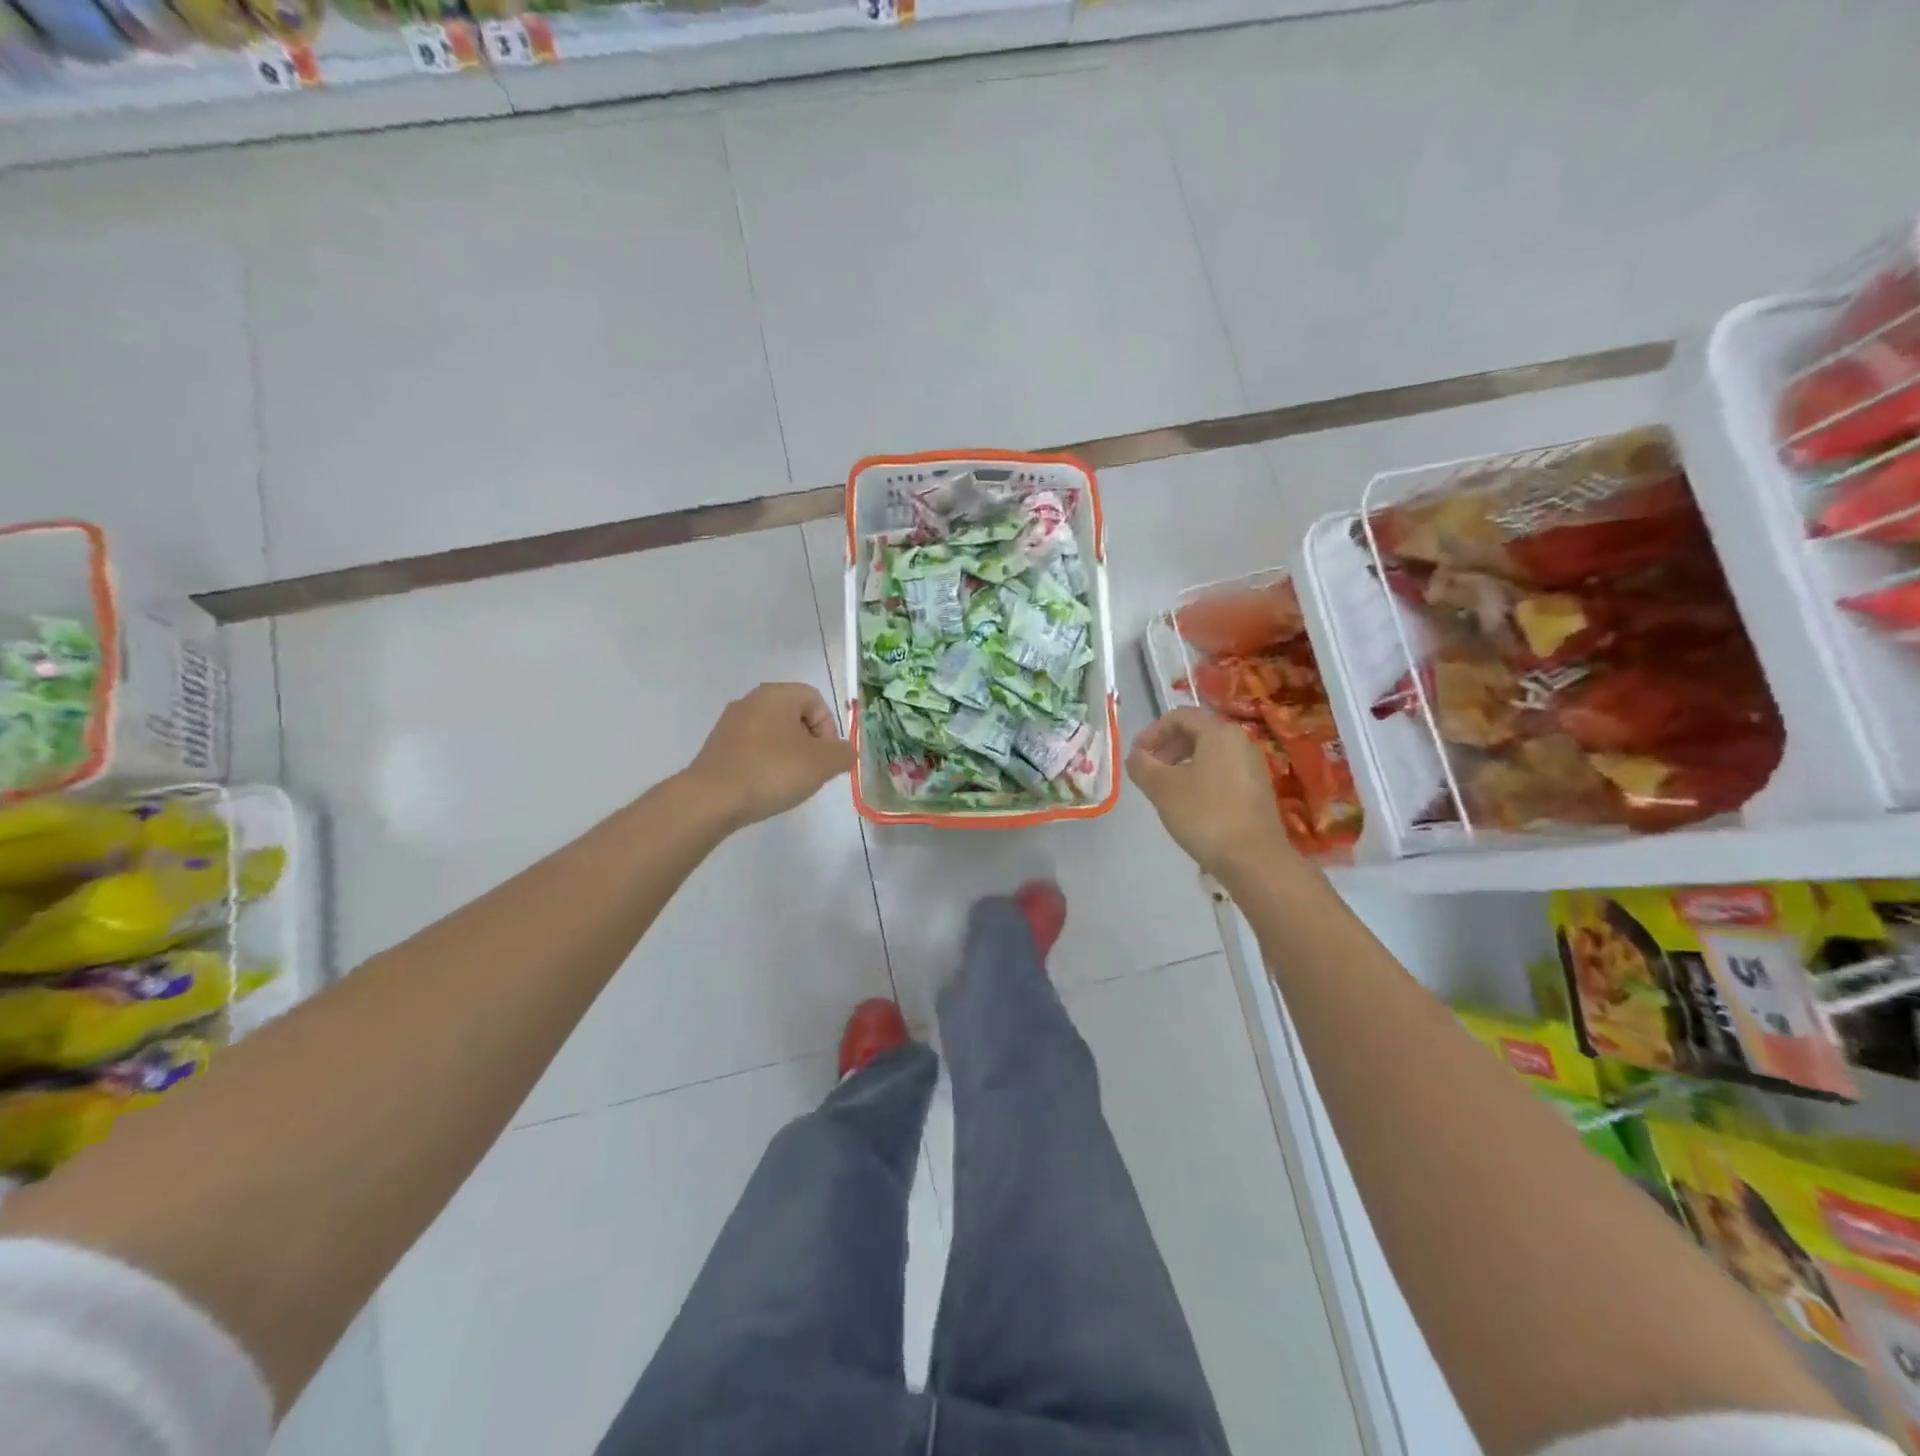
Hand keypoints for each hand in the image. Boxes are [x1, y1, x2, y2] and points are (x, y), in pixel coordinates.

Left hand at [686, 683, 854, 829]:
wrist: (712, 798)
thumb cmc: (773, 771)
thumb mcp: (823, 764)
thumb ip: (843, 754)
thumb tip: (844, 752)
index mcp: (778, 694)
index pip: (817, 701)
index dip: (829, 729)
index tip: (826, 758)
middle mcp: (752, 700)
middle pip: (795, 716)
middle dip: (809, 743)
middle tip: (811, 771)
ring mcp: (731, 722)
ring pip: (774, 733)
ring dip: (788, 754)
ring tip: (788, 782)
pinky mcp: (718, 745)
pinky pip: (753, 748)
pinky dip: (765, 763)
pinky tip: (765, 786)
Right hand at [1126, 708, 1295, 879]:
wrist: (1253, 859)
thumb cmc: (1204, 814)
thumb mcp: (1162, 788)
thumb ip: (1142, 766)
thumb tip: (1136, 756)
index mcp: (1219, 732)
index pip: (1180, 716)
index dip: (1152, 732)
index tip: (1135, 754)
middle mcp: (1241, 742)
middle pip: (1196, 733)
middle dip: (1167, 748)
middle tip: (1147, 770)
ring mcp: (1253, 767)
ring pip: (1210, 754)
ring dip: (1181, 765)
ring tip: (1164, 789)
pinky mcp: (1257, 791)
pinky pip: (1222, 772)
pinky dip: (1200, 779)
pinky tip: (1189, 805)